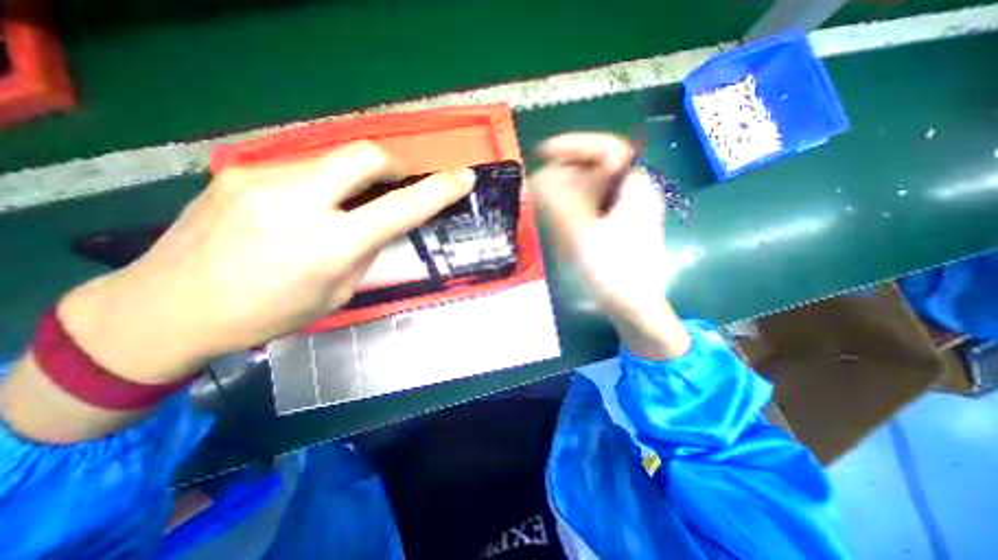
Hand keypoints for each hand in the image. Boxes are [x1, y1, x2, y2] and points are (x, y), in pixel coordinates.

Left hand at [60, 140, 475, 385]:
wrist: (166, 307)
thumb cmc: (267, 313)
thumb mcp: (336, 292)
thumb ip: (363, 252)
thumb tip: (378, 224)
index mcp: (329, 247)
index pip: (400, 209)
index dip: (437, 190)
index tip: (462, 178)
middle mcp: (298, 204)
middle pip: (365, 156)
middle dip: (395, 165)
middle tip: (400, 182)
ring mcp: (263, 181)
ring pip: (333, 160)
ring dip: (355, 178)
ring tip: (348, 204)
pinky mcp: (239, 173)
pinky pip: (303, 169)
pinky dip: (323, 183)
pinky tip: (308, 208)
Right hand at [529, 132, 687, 358]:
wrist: (635, 308)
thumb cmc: (615, 274)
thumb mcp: (582, 237)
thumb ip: (558, 204)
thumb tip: (536, 178)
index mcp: (635, 188)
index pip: (606, 148)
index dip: (573, 145)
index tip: (543, 152)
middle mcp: (633, 193)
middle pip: (595, 169)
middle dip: (564, 176)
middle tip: (539, 192)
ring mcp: (626, 210)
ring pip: (590, 190)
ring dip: (565, 195)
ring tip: (547, 210)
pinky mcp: (617, 225)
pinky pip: (590, 207)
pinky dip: (572, 210)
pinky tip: (560, 225)